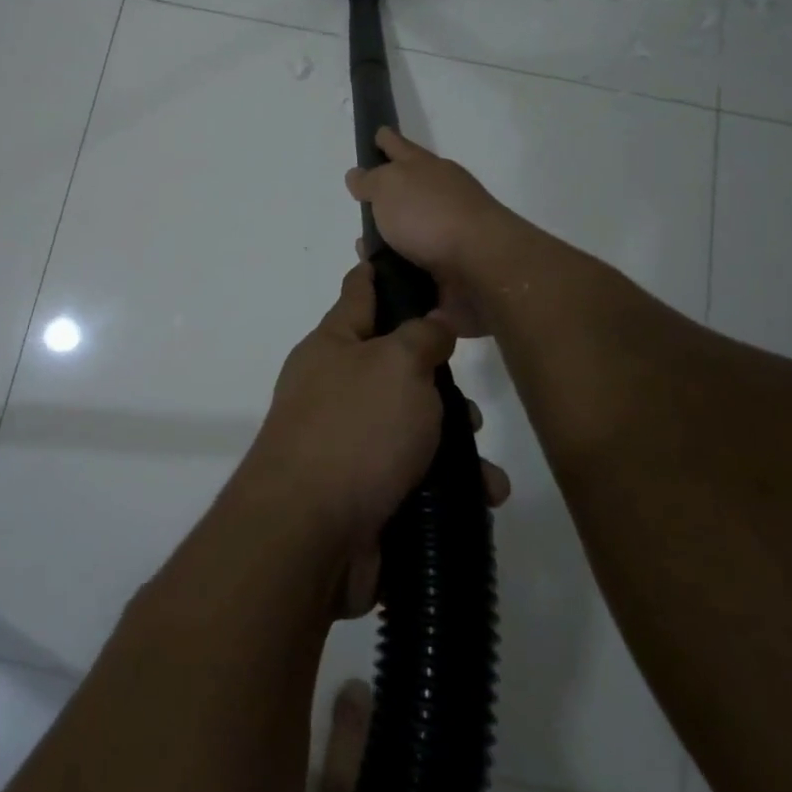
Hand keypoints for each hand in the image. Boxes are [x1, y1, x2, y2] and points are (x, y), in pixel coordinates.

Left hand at [240, 263, 510, 617]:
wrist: (309, 535)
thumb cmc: (355, 430)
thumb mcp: (396, 365)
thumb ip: (421, 337)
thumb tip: (432, 324)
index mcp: (333, 345)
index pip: (360, 292)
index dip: (382, 272)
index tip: (406, 256)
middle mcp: (335, 388)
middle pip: (395, 366)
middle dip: (439, 381)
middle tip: (467, 399)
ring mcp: (347, 442)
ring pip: (412, 426)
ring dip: (453, 441)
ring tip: (481, 462)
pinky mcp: (364, 492)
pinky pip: (415, 476)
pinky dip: (448, 485)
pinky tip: (482, 496)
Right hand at [345, 128, 516, 336]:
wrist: (481, 266)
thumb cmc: (430, 216)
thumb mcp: (388, 186)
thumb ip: (370, 180)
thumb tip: (358, 175)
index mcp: (426, 169)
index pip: (399, 147)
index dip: (386, 140)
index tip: (377, 133)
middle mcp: (439, 196)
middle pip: (407, 191)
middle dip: (384, 198)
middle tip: (361, 205)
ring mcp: (447, 233)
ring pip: (408, 232)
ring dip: (386, 240)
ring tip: (363, 251)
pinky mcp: (449, 268)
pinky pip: (413, 266)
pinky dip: (396, 269)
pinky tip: (378, 277)